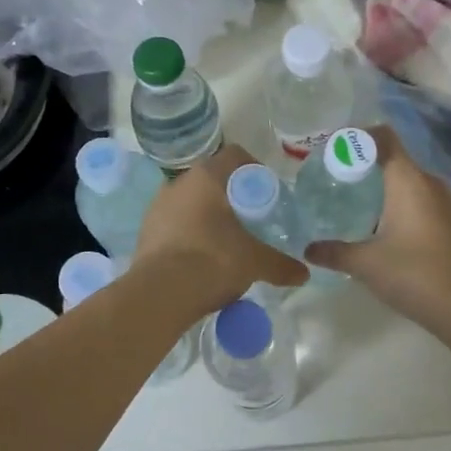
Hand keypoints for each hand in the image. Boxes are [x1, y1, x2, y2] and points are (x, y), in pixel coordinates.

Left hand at [133, 143, 308, 313]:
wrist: (159, 294)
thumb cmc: (212, 261)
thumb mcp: (255, 262)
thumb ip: (281, 264)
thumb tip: (304, 274)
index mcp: (207, 177)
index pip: (236, 156)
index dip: (256, 170)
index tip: (268, 194)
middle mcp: (179, 183)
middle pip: (214, 180)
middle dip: (234, 198)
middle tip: (252, 221)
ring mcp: (158, 206)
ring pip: (192, 203)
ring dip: (210, 217)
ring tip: (228, 243)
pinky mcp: (146, 231)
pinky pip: (176, 225)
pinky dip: (192, 235)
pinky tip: (203, 259)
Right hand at [304, 126, 450, 334]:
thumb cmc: (415, 274)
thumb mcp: (366, 264)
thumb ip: (334, 252)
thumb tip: (308, 249)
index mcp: (408, 180)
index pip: (383, 137)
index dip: (356, 136)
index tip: (331, 150)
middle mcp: (428, 183)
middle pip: (393, 158)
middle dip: (362, 164)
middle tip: (331, 177)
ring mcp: (443, 202)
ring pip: (406, 180)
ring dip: (379, 185)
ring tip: (349, 200)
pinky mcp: (449, 222)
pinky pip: (417, 199)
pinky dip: (395, 202)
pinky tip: (377, 225)